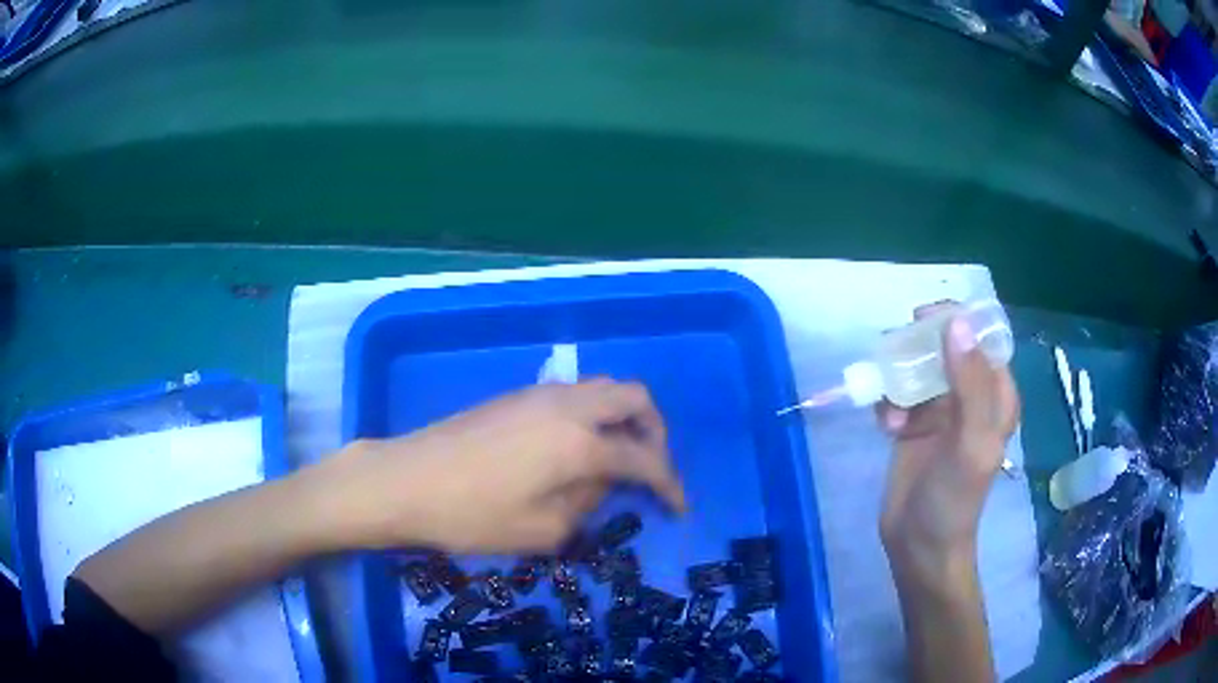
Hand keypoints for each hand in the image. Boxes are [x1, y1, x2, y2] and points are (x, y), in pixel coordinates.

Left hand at [310, 380, 685, 553]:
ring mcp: (540, 395)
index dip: (670, 483)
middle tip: (650, 468)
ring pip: (603, 388)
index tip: (679, 507)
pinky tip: (574, 449)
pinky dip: (593, 415)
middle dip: (654, 431)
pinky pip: (574, 395)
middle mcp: (568, 406)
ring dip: (623, 418)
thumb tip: (597, 484)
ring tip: (616, 458)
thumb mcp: (542, 531)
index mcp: (581, 442)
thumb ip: (586, 505)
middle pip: (634, 397)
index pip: (644, 458)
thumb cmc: (472, 515)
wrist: (406, 480)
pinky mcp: (516, 396)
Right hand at [877, 303, 1019, 578]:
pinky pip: (899, 395)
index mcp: (995, 394)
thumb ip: (969, 384)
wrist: (919, 545)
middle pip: (945, 347)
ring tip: (892, 409)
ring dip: (899, 379)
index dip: (956, 321)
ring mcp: (941, 410)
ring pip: (918, 368)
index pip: (981, 339)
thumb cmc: (954, 498)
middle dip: (920, 347)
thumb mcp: (970, 442)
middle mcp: (970, 395)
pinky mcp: (914, 425)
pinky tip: (885, 427)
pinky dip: (889, 403)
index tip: (924, 319)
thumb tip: (957, 323)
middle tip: (897, 353)